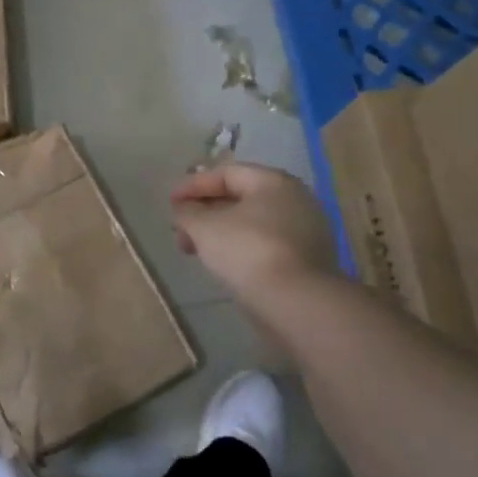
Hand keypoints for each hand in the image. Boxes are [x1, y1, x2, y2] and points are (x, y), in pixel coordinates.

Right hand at [170, 163, 337, 298]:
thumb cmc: (247, 250)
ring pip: (252, 223)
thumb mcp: (204, 227)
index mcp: (274, 181)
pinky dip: (240, 247)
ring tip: (195, 250)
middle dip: (204, 212)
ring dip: (219, 232)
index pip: (226, 174)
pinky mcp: (307, 260)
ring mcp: (306, 231)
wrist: (297, 302)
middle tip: (180, 230)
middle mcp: (295, 199)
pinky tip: (221, 264)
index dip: (193, 186)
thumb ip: (188, 212)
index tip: (170, 203)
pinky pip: (265, 244)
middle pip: (240, 198)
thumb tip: (184, 209)